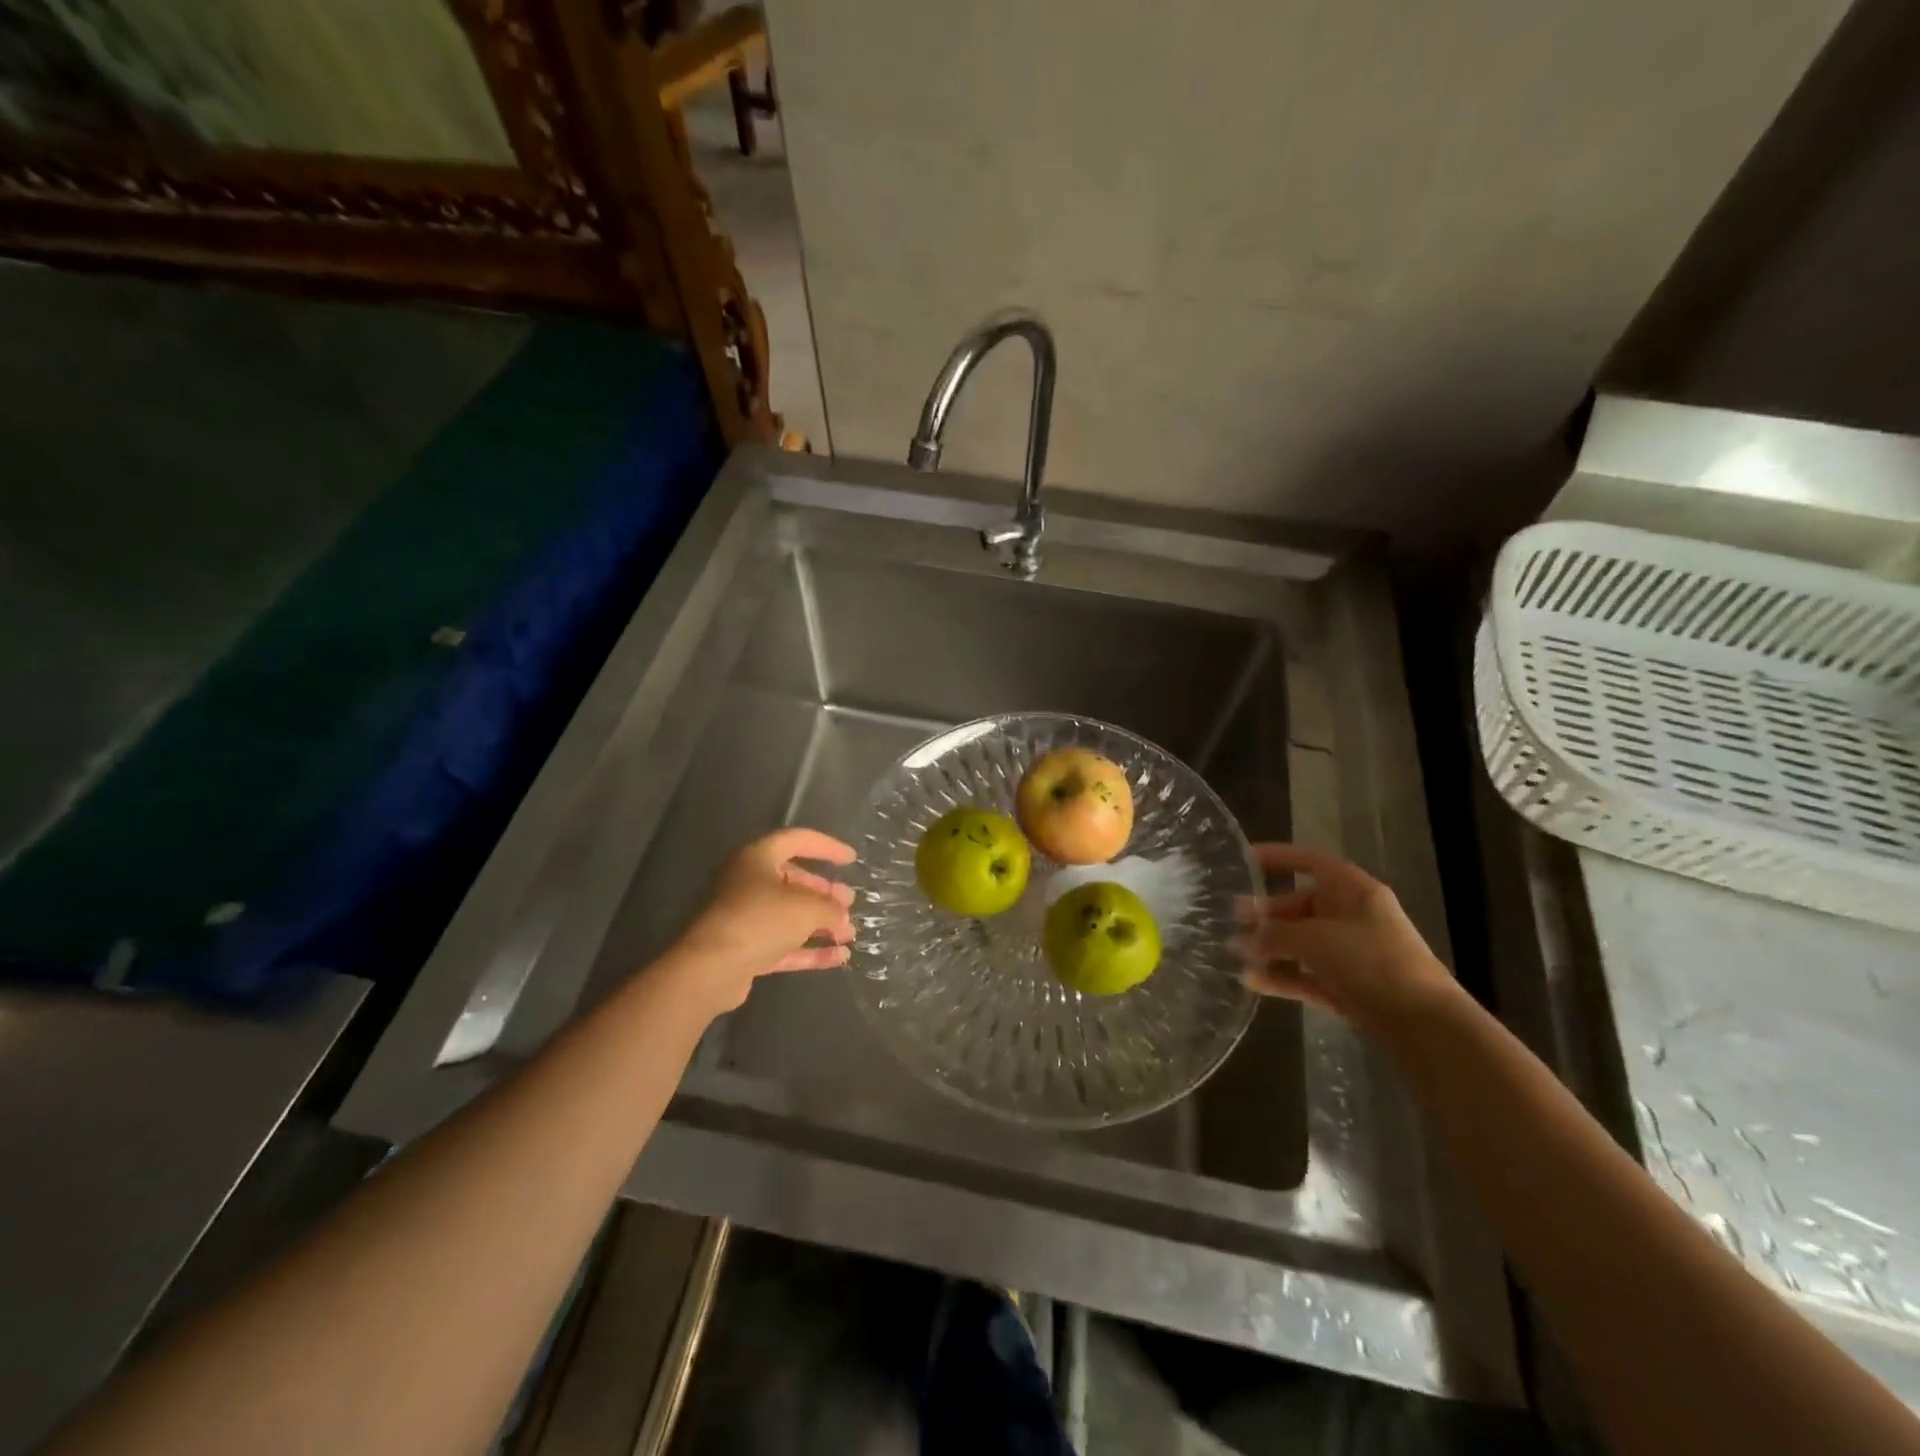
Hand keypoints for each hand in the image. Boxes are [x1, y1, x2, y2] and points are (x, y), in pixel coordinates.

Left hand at [672, 828, 856, 1011]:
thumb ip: (830, 908)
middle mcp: (747, 882)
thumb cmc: (760, 920)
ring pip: (788, 915)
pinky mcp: (744, 949)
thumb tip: (841, 916)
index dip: (827, 847)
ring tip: (849, 932)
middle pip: (792, 880)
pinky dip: (810, 949)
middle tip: (849, 901)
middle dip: (824, 892)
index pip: (797, 841)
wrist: (711, 968)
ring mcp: (744, 918)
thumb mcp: (807, 907)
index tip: (851, 860)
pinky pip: (783, 944)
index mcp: (757, 858)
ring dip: (820, 922)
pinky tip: (839, 957)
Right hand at [1238, 843, 1459, 1035]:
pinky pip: (1306, 975)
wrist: (1422, 1023)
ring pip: (1301, 943)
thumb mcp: (1314, 939)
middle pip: (1300, 906)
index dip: (1279, 858)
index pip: (1311, 863)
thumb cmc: (1370, 961)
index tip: (1245, 859)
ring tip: (1233, 952)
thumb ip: (1274, 934)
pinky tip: (1251, 981)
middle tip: (1232, 919)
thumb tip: (1241, 941)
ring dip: (1269, 947)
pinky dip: (1281, 976)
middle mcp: (1352, 917)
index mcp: (1353, 891)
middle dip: (1266, 914)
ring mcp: (1350, 953)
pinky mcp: (1347, 986)